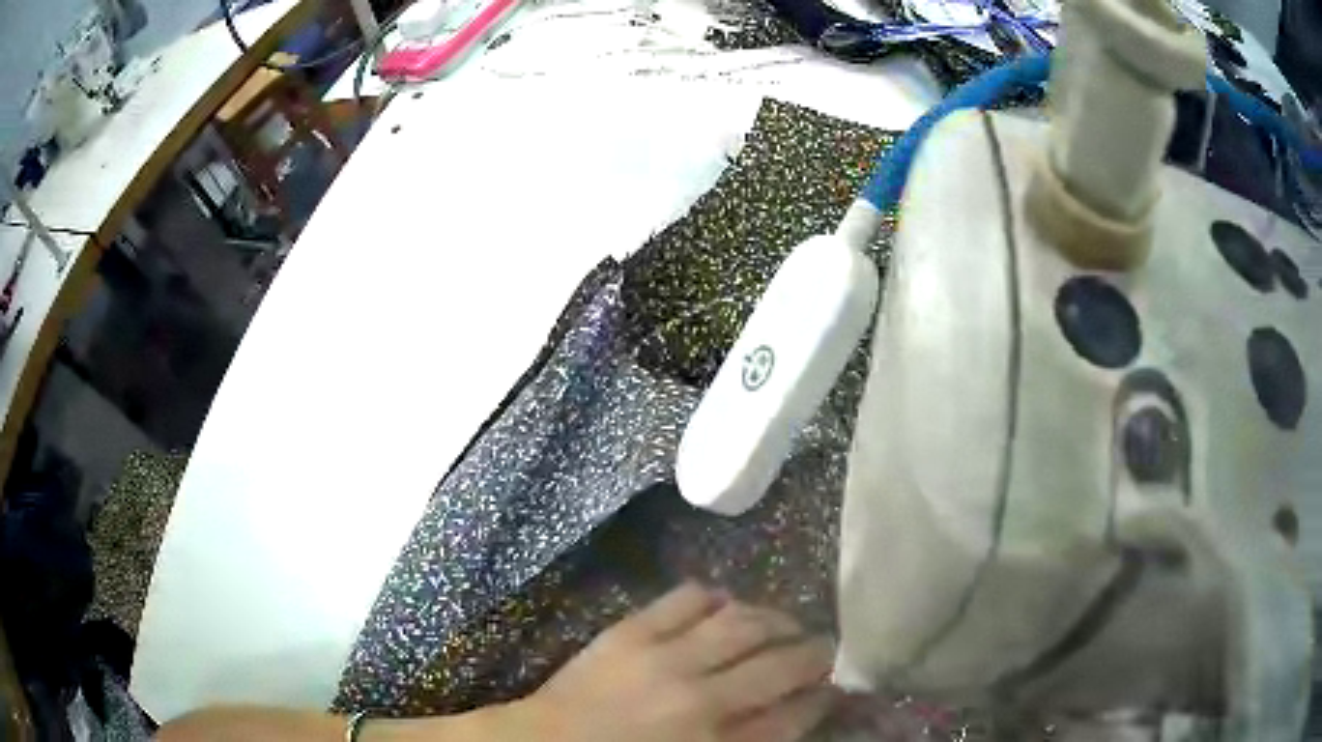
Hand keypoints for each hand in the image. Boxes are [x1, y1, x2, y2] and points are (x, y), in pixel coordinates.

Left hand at [524, 583, 834, 741]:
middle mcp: (702, 697)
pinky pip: (687, 598)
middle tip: (822, 647)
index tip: (834, 685)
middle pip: (782, 662)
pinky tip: (725, 606)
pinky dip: (716, 597)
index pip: (795, 714)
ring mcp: (664, 658)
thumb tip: (795, 710)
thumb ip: (748, 741)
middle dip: (814, 652)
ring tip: (783, 623)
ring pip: (744, 622)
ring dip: (775, 619)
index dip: (823, 695)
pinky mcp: (630, 630)